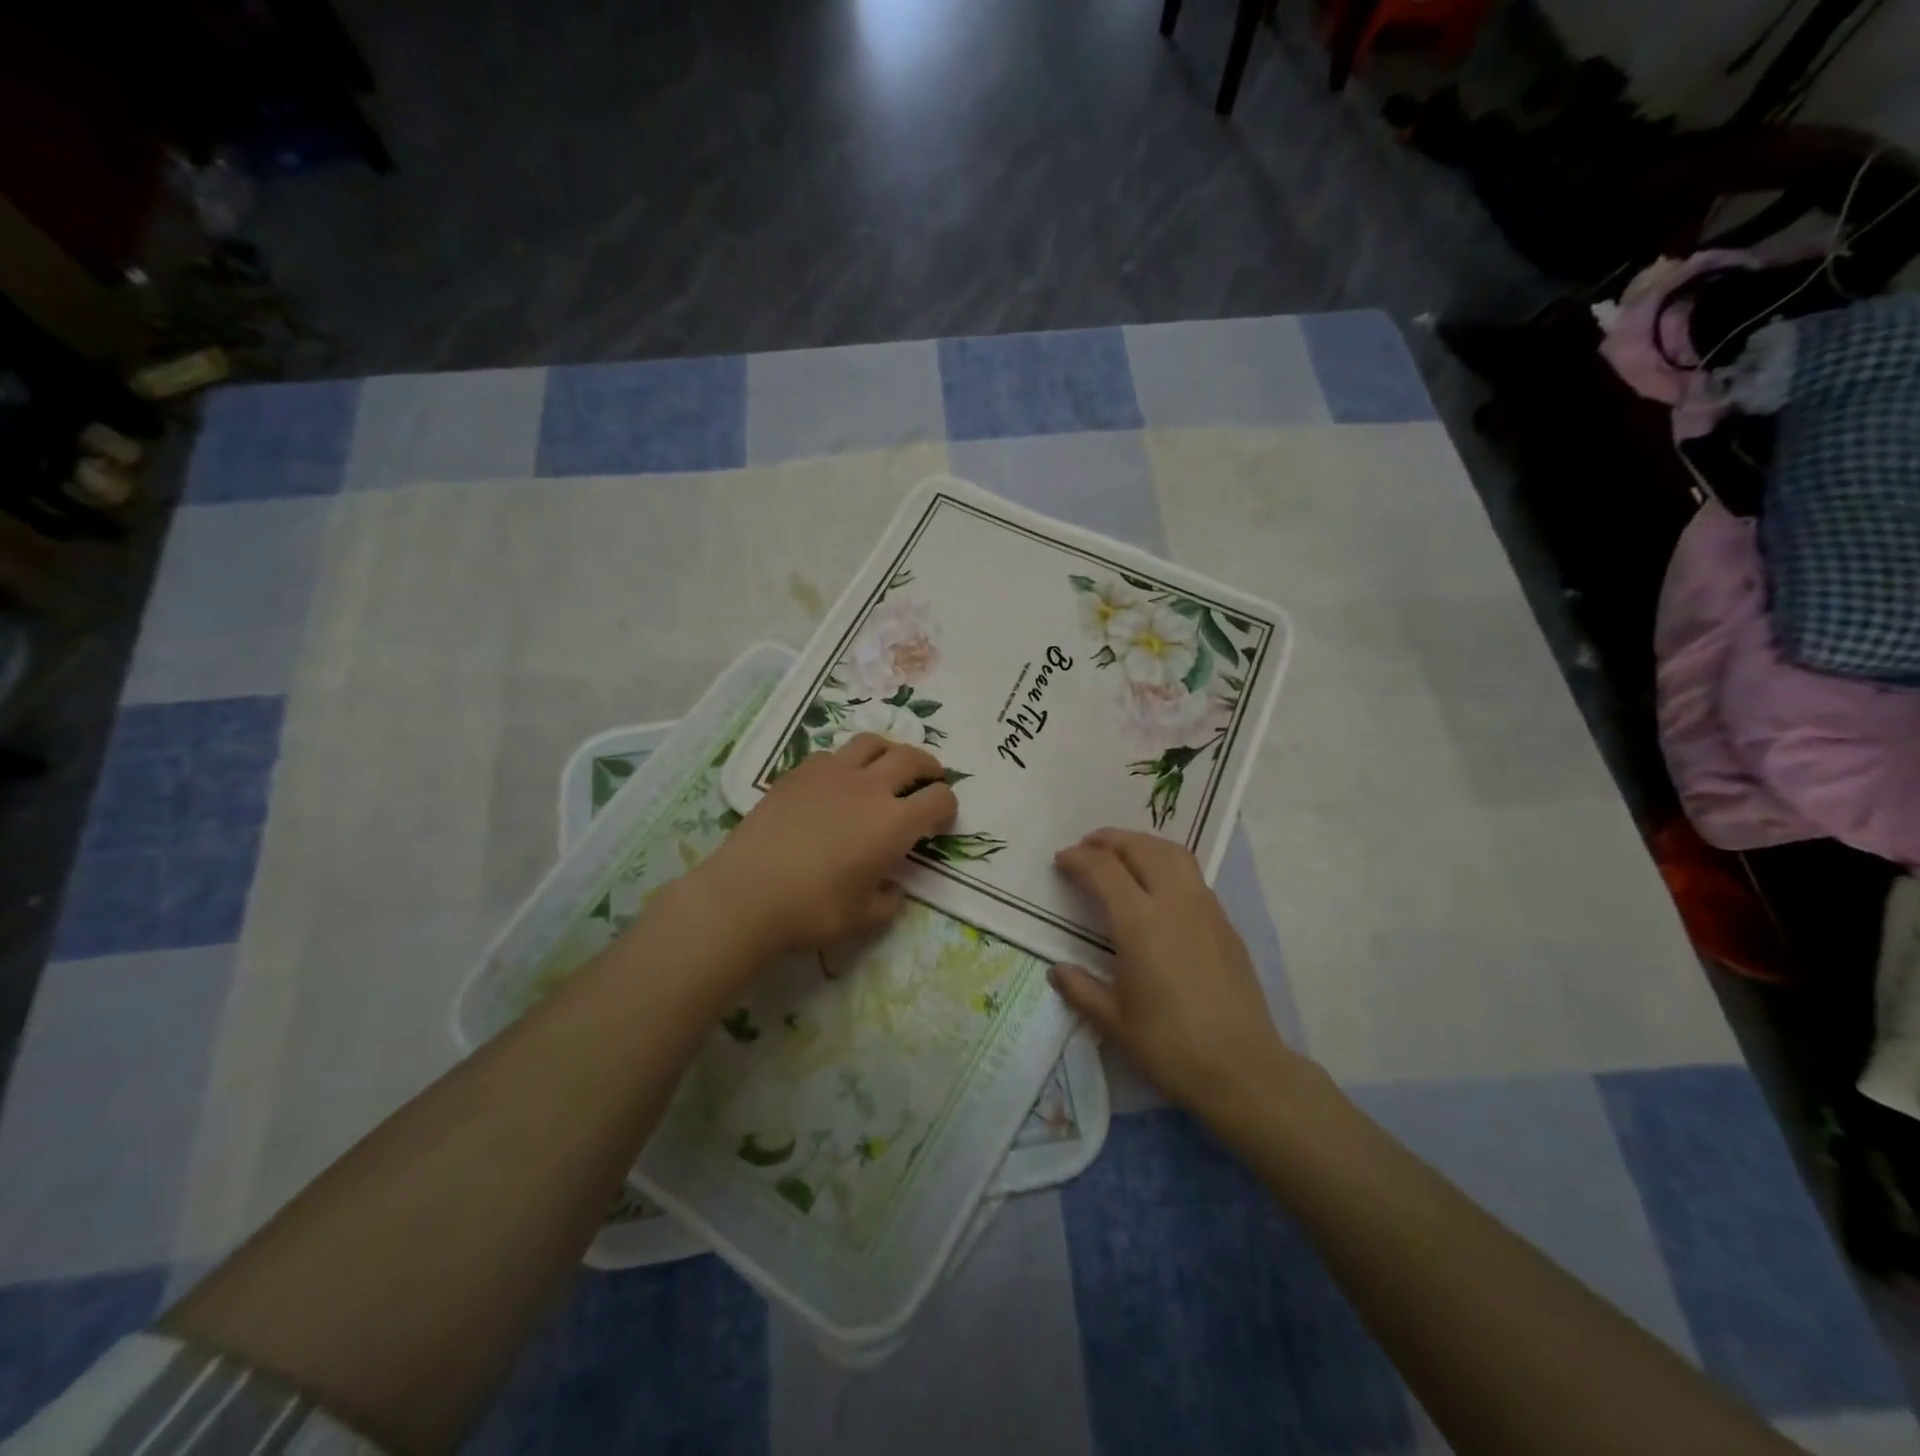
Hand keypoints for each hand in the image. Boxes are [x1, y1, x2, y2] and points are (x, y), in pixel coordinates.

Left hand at [689, 733, 956, 958]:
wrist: (747, 894)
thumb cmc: (812, 910)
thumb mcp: (864, 917)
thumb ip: (889, 900)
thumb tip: (893, 887)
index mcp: (894, 823)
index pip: (939, 798)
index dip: (948, 807)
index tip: (941, 820)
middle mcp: (869, 787)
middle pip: (911, 758)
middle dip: (929, 767)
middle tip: (930, 778)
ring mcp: (832, 773)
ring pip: (872, 743)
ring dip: (890, 752)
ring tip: (888, 766)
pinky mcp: (799, 772)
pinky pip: (833, 754)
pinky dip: (847, 761)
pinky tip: (839, 780)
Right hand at [1050, 828, 1303, 1119]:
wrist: (1242, 1069)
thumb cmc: (1170, 1046)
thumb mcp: (1113, 1021)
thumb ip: (1080, 989)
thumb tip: (1057, 970)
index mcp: (1139, 922)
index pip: (1104, 869)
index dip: (1078, 858)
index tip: (1061, 861)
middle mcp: (1174, 902)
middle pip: (1140, 847)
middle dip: (1109, 840)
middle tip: (1087, 847)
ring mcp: (1205, 909)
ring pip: (1172, 853)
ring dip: (1142, 844)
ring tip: (1122, 853)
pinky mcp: (1226, 923)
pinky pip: (1192, 875)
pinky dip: (1167, 863)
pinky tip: (1158, 887)